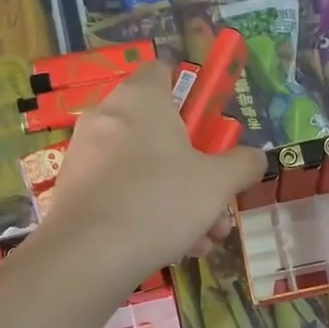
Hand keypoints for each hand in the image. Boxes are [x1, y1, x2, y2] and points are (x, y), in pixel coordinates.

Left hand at [40, 62, 266, 288]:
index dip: (191, 93)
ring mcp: (86, 155)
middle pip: (162, 133)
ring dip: (181, 201)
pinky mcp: (74, 191)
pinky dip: (149, 213)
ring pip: (146, 170)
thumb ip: (243, 164)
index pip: (164, 71)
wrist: (89, 256)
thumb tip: (254, 157)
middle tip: (219, 203)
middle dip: (197, 171)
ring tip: (203, 240)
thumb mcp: (219, 183)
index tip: (211, 127)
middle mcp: (107, 117)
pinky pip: (123, 192)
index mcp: (141, 99)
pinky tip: (174, 248)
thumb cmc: (160, 202)